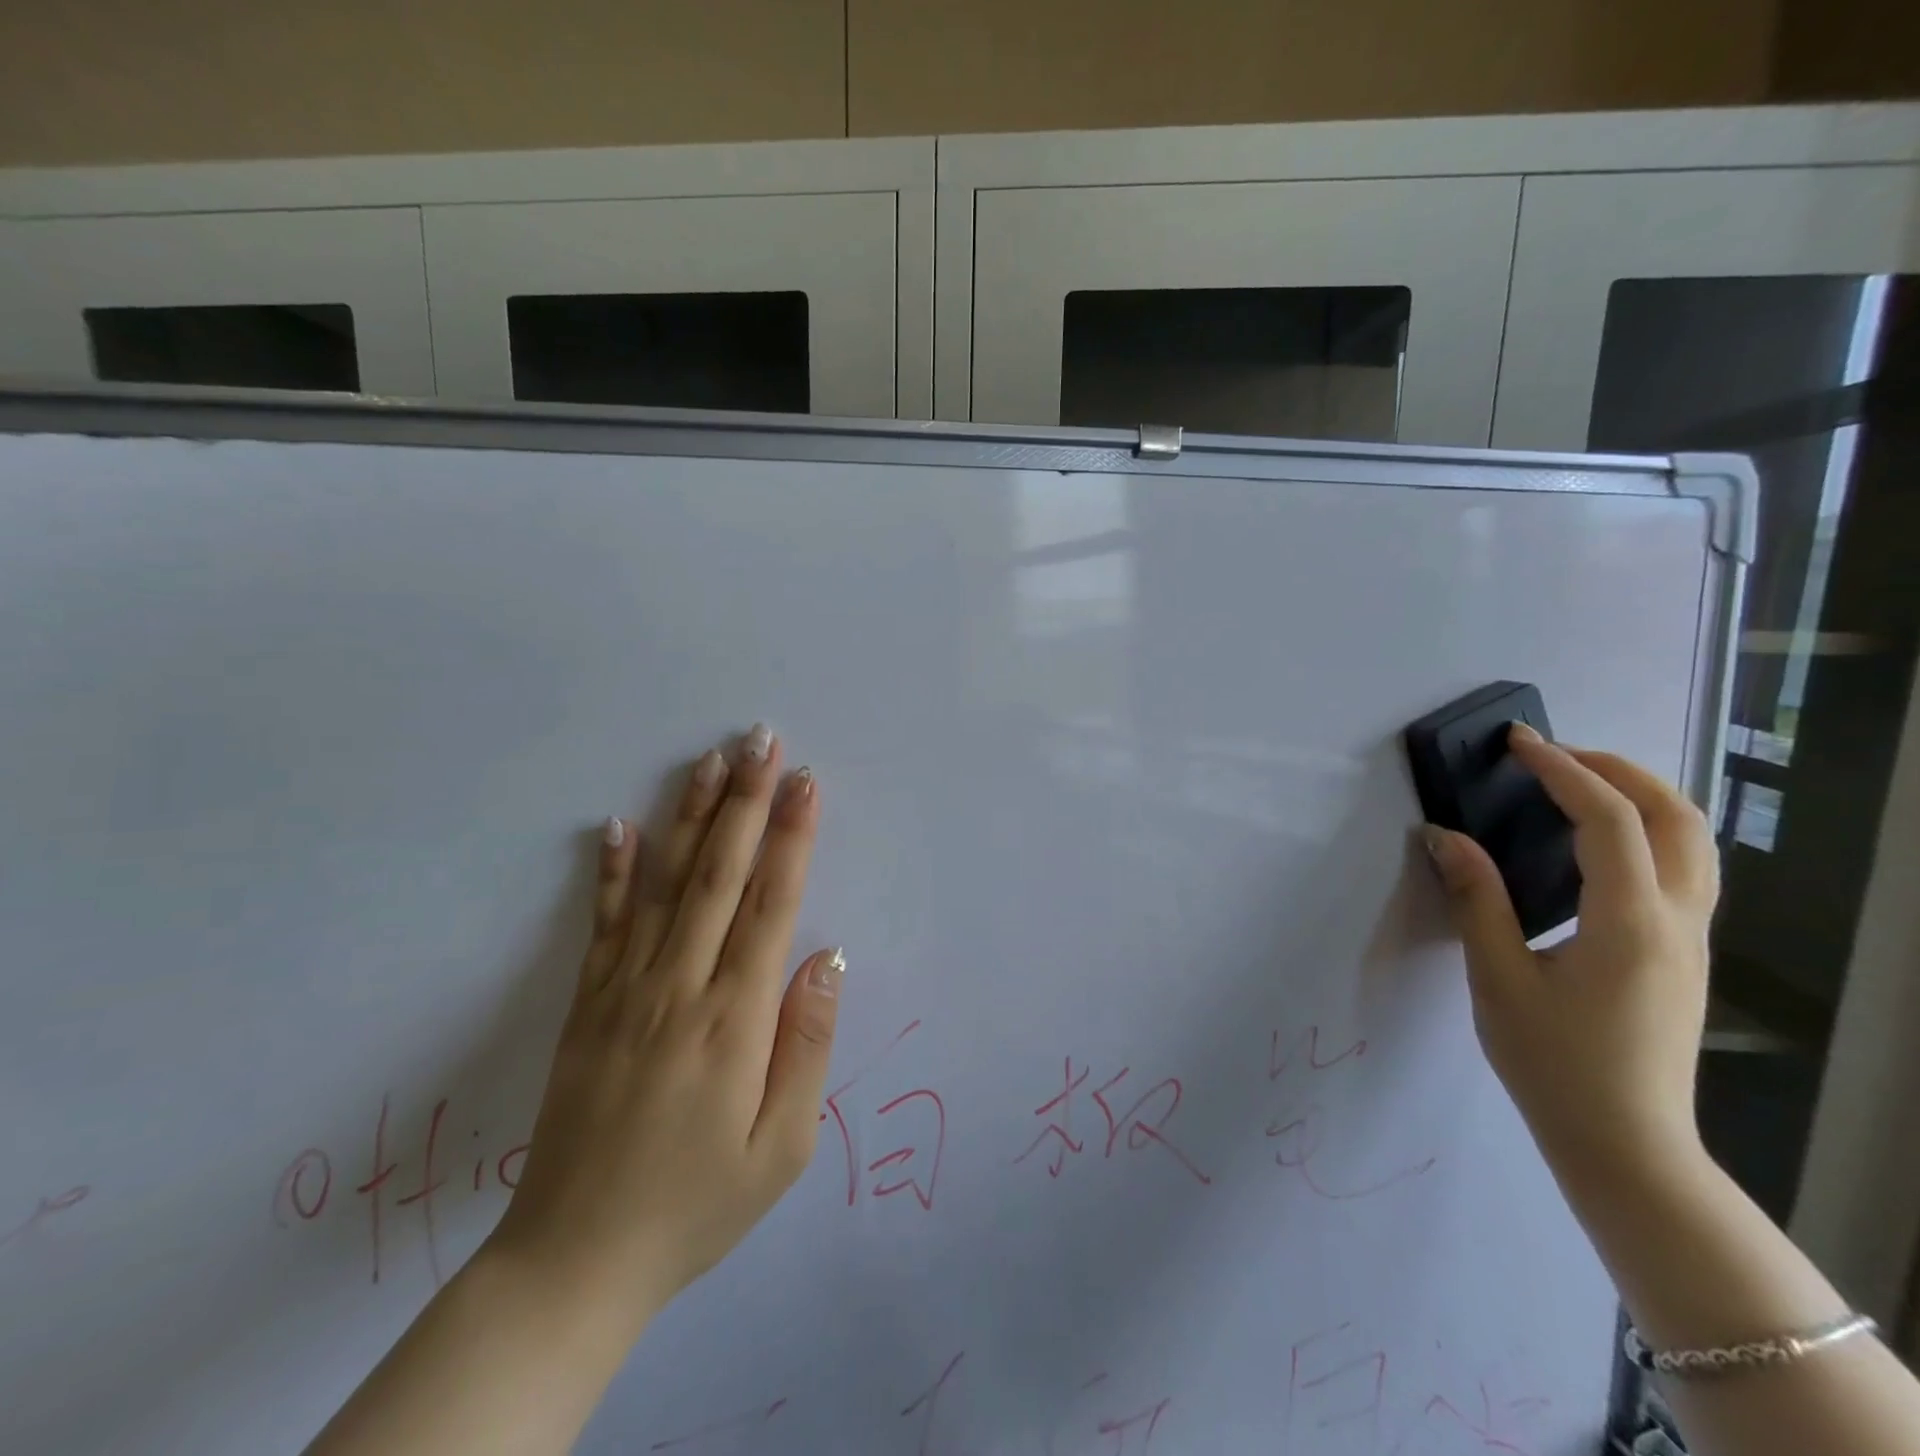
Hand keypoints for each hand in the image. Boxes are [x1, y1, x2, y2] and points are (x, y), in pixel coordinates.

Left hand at [486, 726, 843, 1325]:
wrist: (573, 1262)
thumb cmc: (696, 1203)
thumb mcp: (781, 1147)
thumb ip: (807, 1045)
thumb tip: (829, 959)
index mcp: (734, 1019)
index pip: (771, 904)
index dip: (791, 837)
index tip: (805, 782)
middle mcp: (679, 986)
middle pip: (719, 875)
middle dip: (745, 801)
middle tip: (761, 740)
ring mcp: (625, 990)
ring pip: (666, 884)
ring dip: (691, 817)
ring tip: (710, 761)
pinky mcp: (586, 1006)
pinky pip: (603, 925)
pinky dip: (613, 872)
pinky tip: (620, 826)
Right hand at [1423, 723, 1716, 1184]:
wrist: (1624, 1142)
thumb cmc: (1553, 1061)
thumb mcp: (1498, 978)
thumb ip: (1476, 899)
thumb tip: (1443, 837)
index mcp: (1630, 922)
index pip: (1609, 820)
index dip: (1563, 771)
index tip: (1518, 743)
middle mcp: (1679, 920)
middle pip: (1676, 817)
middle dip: (1617, 769)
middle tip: (1551, 753)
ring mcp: (1693, 938)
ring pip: (1694, 841)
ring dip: (1641, 795)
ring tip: (1576, 782)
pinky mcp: (1685, 954)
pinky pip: (1685, 868)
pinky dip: (1648, 829)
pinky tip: (1597, 841)